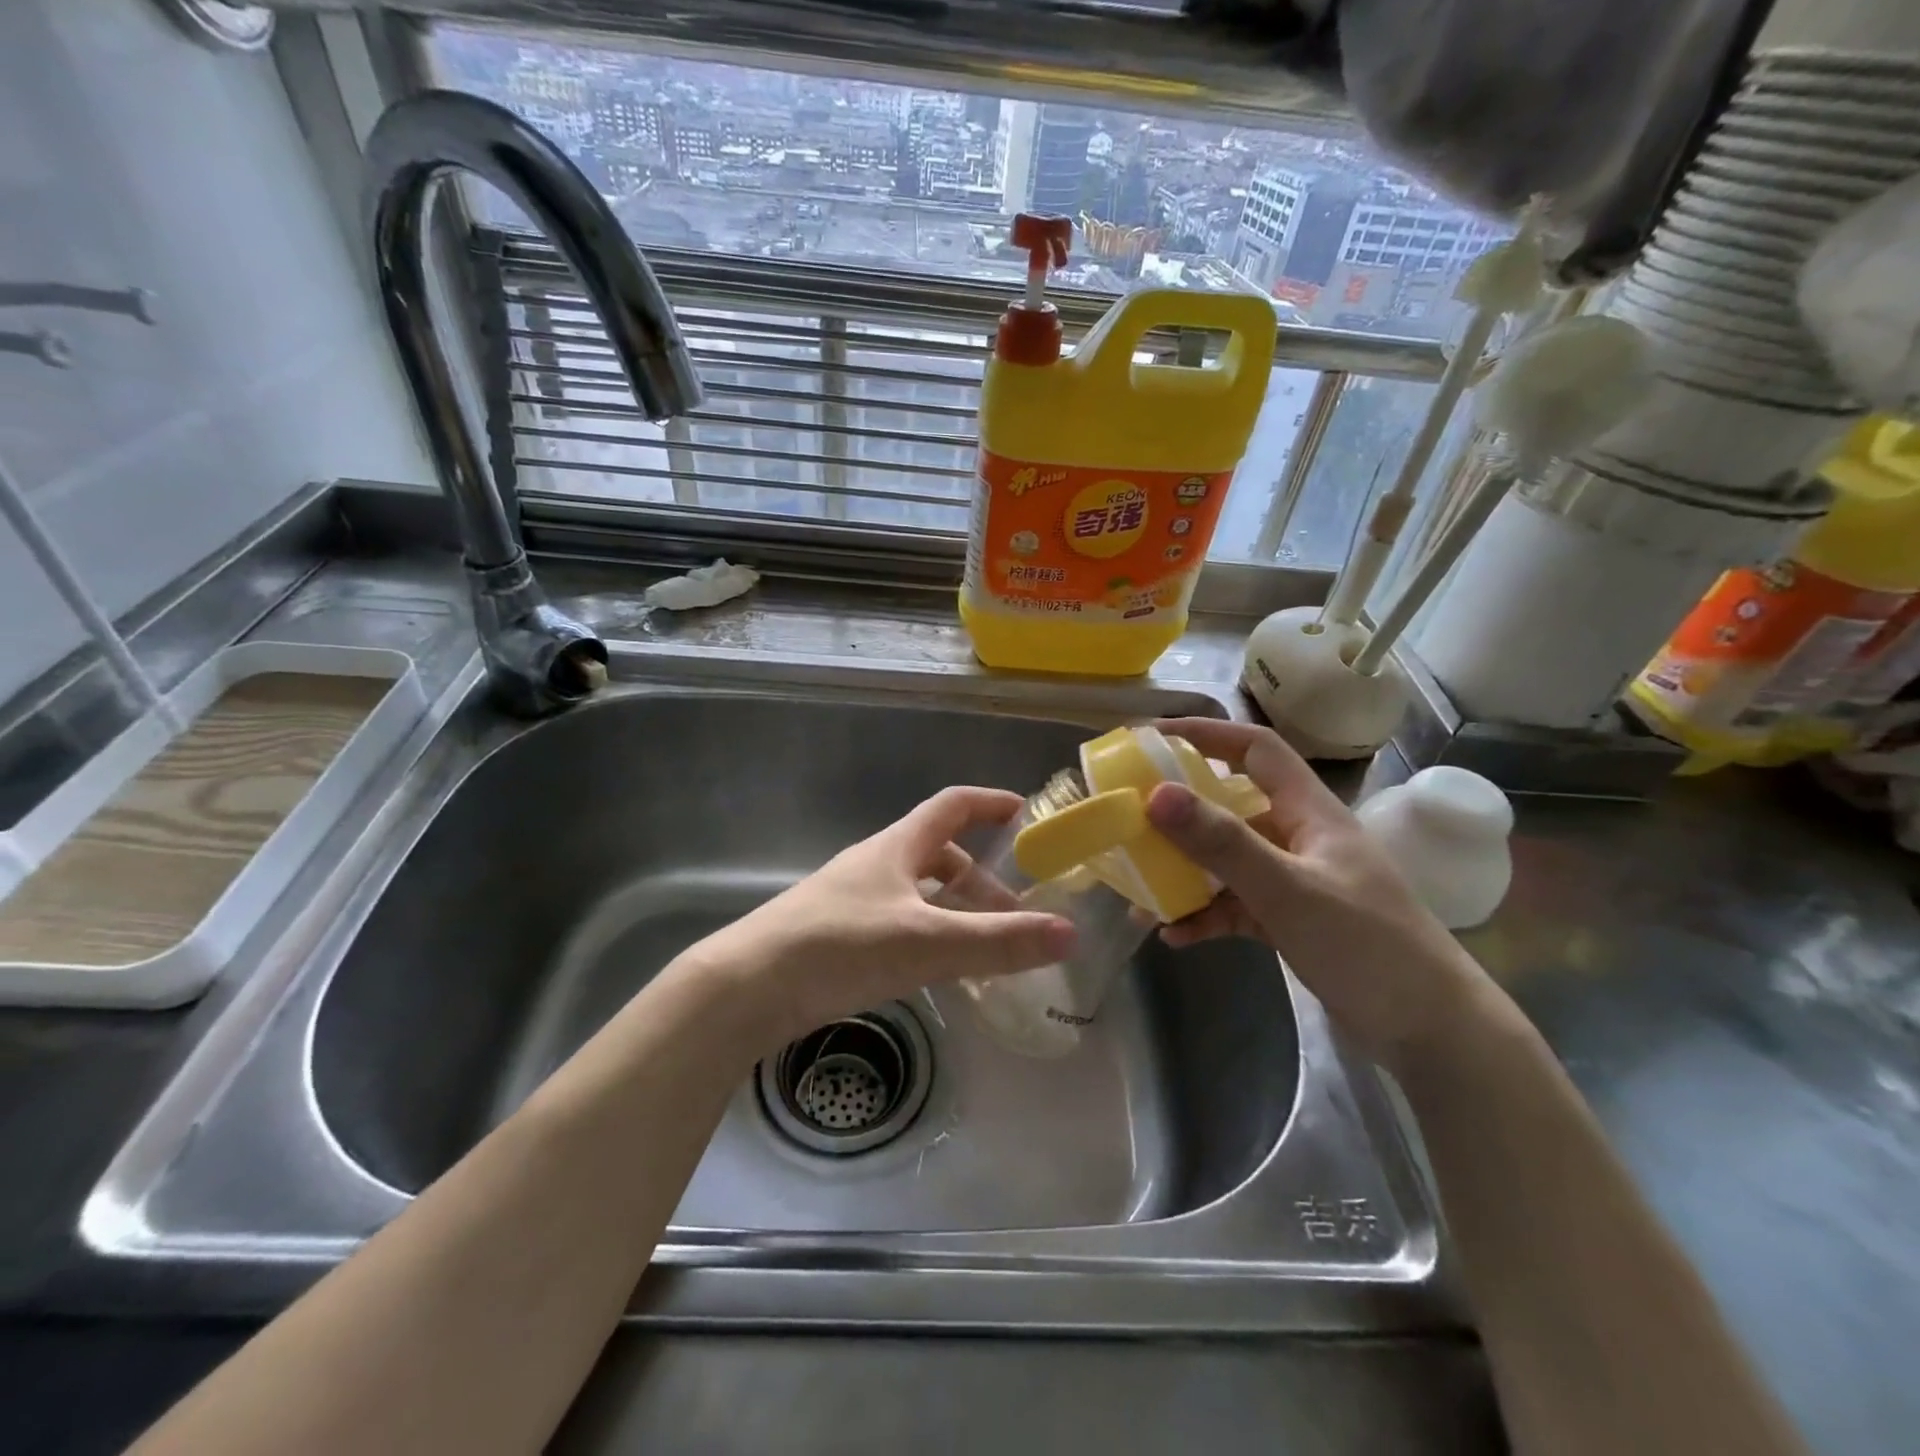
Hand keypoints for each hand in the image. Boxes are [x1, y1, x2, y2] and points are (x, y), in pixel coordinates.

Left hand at [684, 786, 1076, 1050]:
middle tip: (1016, 911)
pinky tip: (935, 970)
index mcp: (897, 847)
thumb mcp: (927, 943)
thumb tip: (1071, 934)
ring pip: (917, 893)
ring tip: (984, 946)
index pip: (951, 806)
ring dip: (954, 911)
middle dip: (980, 877)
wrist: (746, 987)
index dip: (989, 803)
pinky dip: (928, 936)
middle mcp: (875, 864)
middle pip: (937, 855)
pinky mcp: (837, 936)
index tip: (1025, 813)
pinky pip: (898, 923)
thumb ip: (999, 941)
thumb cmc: (840, 946)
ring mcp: (852, 900)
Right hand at [1145, 719, 1497, 1067]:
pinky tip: (1174, 936)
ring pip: (1227, 861)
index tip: (1150, 738)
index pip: (1255, 749)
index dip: (1205, 734)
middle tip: (1129, 818)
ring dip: (1185, 872)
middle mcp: (1300, 837)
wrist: (1433, 1033)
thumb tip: (1156, 794)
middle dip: (1179, 812)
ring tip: (1139, 892)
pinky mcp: (1291, 920)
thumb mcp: (1288, 890)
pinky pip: (1235, 906)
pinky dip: (1205, 915)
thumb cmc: (1367, 946)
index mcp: (1309, 812)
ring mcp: (1296, 881)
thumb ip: (1223, 843)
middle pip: (1231, 806)